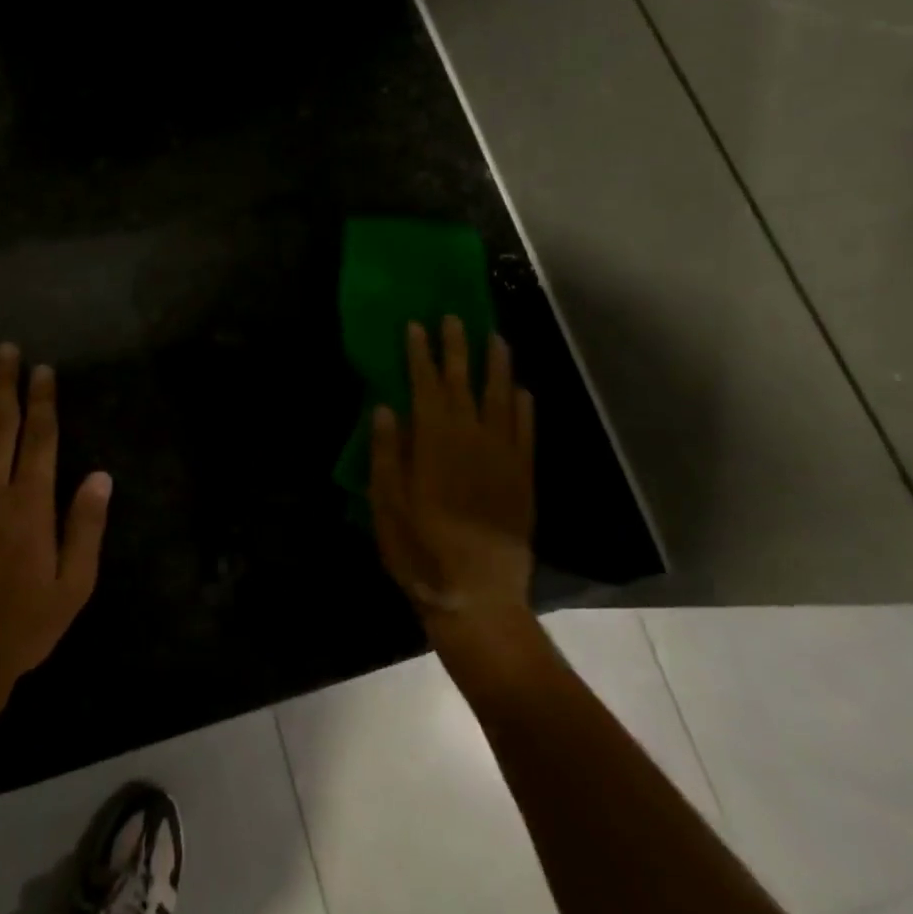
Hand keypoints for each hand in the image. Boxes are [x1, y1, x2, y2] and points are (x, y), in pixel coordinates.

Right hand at [369, 316, 535, 635]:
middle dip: (456, 349)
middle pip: (463, 383)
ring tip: (495, 339)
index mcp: (433, 443)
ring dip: (497, 367)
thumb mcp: (386, 504)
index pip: (425, 386)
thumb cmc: (420, 550)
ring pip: (502, 399)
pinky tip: (522, 390)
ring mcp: (503, 457)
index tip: (416, 325)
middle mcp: (471, 439)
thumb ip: (387, 453)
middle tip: (454, 318)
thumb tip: (386, 408)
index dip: (420, 354)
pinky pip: (527, 432)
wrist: (477, 595)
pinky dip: (524, 408)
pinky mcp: (524, 477)